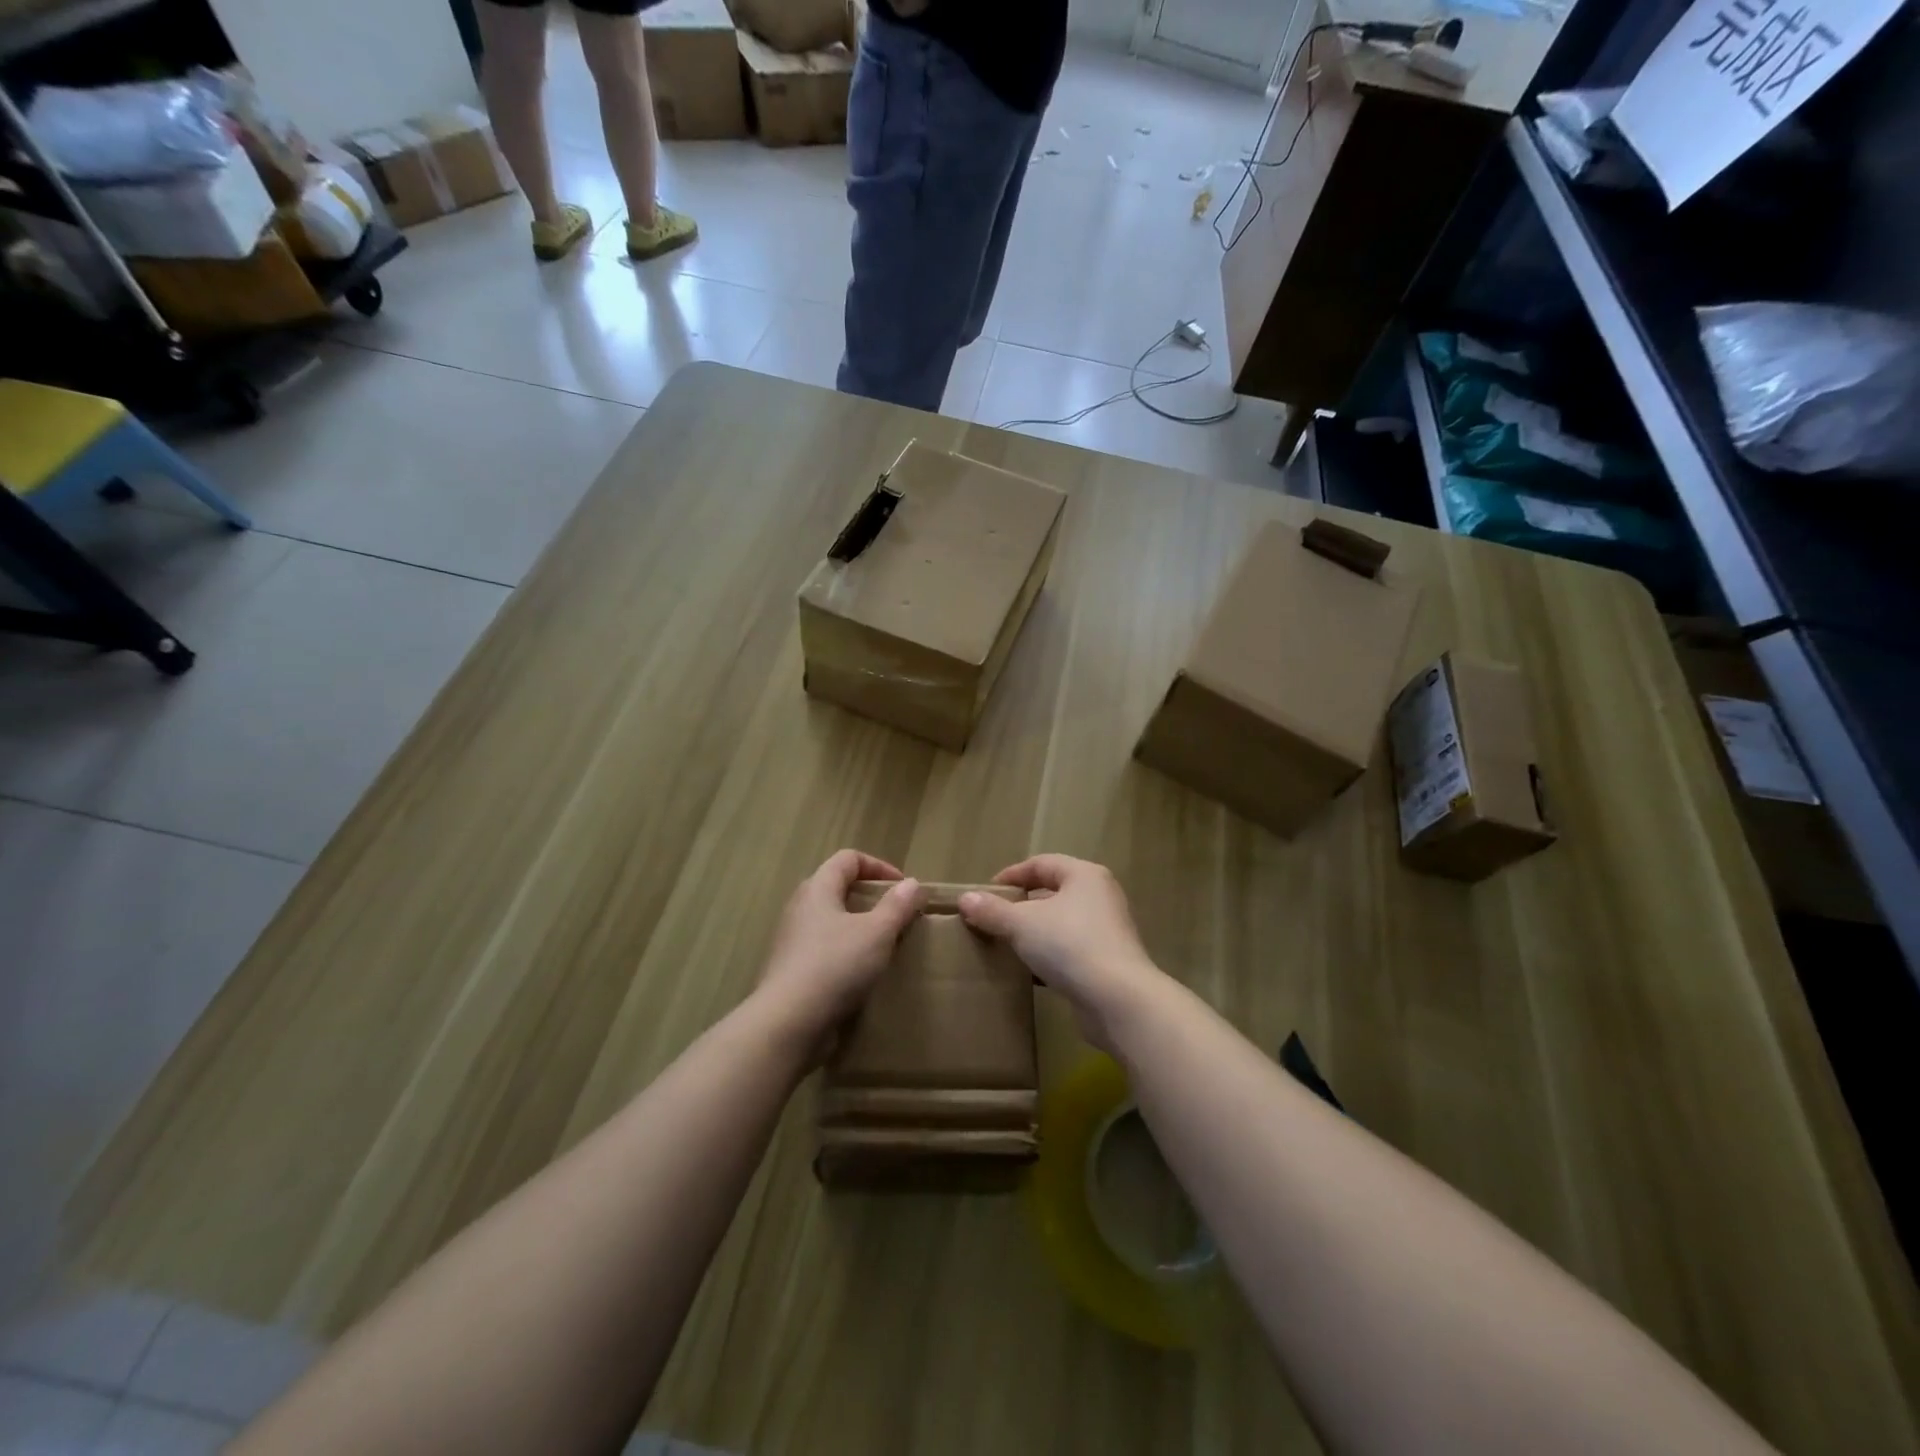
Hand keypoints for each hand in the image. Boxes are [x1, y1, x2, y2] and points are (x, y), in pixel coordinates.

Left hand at [758, 850, 923, 1053]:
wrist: (788, 1023)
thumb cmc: (835, 966)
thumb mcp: (877, 932)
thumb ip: (897, 906)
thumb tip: (912, 883)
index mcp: (818, 889)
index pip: (848, 859)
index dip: (878, 866)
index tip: (904, 888)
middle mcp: (800, 908)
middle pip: (837, 887)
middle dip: (869, 897)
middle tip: (896, 915)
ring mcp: (792, 940)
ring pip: (831, 921)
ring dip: (859, 927)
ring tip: (884, 945)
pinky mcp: (792, 970)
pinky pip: (824, 949)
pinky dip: (846, 952)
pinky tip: (862, 973)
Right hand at [958, 855, 1162, 1051]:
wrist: (1117, 999)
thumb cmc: (1069, 945)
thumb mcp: (1021, 924)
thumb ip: (992, 910)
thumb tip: (965, 899)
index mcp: (1084, 875)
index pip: (1042, 863)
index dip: (1012, 875)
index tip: (986, 892)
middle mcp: (1100, 896)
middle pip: (1054, 892)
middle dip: (1022, 904)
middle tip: (994, 918)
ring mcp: (1108, 930)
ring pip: (1062, 923)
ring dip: (1035, 932)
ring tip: (1006, 944)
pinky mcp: (1108, 961)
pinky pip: (1071, 950)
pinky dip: (1049, 955)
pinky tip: (1029, 971)